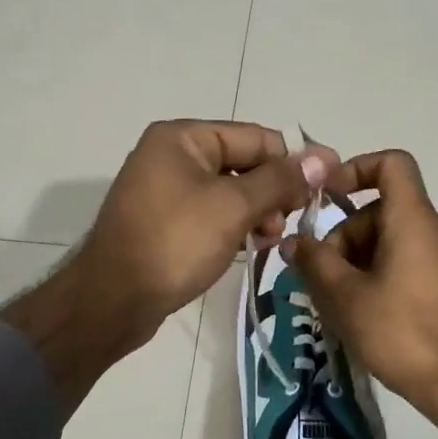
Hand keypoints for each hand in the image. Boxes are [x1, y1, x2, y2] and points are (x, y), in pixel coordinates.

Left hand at [80, 119, 333, 336]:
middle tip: (291, 221)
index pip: (255, 137)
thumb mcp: (233, 207)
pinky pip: (211, 213)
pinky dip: (233, 226)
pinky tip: (248, 247)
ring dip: (256, 212)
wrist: (112, 301)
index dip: (293, 161)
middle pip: (242, 163)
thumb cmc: (175, 243)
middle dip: (272, 191)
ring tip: (269, 240)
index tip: (325, 186)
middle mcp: (171, 155)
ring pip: (229, 191)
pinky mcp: (164, 221)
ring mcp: (165, 190)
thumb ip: (280, 180)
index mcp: (182, 138)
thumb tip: (323, 156)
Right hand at [287, 150, 437, 438]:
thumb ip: (314, 262)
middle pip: (384, 211)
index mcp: (413, 220)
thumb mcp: (345, 297)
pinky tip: (369, 313)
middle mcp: (437, 229)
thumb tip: (293, 241)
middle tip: (324, 278)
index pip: (392, 164)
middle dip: (347, 236)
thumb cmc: (401, 332)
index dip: (356, 168)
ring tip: (342, 302)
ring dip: (362, 260)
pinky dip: (385, 274)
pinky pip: (413, 262)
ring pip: (395, 240)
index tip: (328, 196)